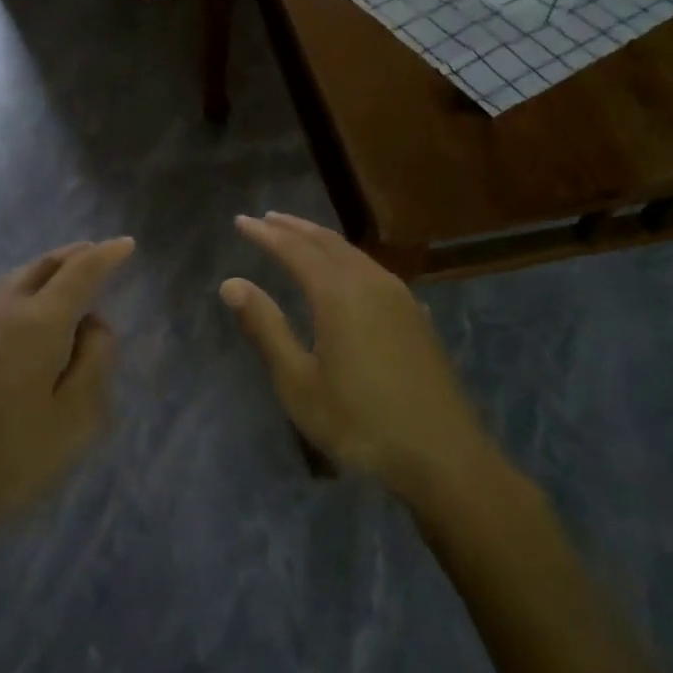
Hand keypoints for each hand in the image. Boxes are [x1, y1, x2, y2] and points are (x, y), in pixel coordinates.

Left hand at [0, 239, 134, 551]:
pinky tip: (17, 310)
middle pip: (41, 267)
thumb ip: (95, 361)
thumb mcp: (76, 418)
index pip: (80, 273)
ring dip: (43, 272)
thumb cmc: (9, 459)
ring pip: (12, 279)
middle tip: (96, 253)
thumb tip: (93, 324)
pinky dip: (17, 291)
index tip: (126, 244)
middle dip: (73, 256)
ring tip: (62, 278)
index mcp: (38, 322)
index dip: (106, 256)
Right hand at [221, 213, 487, 500]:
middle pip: (327, 242)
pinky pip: (373, 270)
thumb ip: (266, 327)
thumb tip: (232, 283)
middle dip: (294, 228)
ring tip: (299, 237)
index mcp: (338, 293)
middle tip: (267, 218)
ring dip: (322, 241)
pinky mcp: (416, 315)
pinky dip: (348, 260)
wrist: (441, 454)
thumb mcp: (299, 381)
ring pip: (354, 254)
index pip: (294, 249)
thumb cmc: (359, 421)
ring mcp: (399, 297)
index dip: (265, 234)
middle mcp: (371, 282)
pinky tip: (347, 272)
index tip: (241, 221)